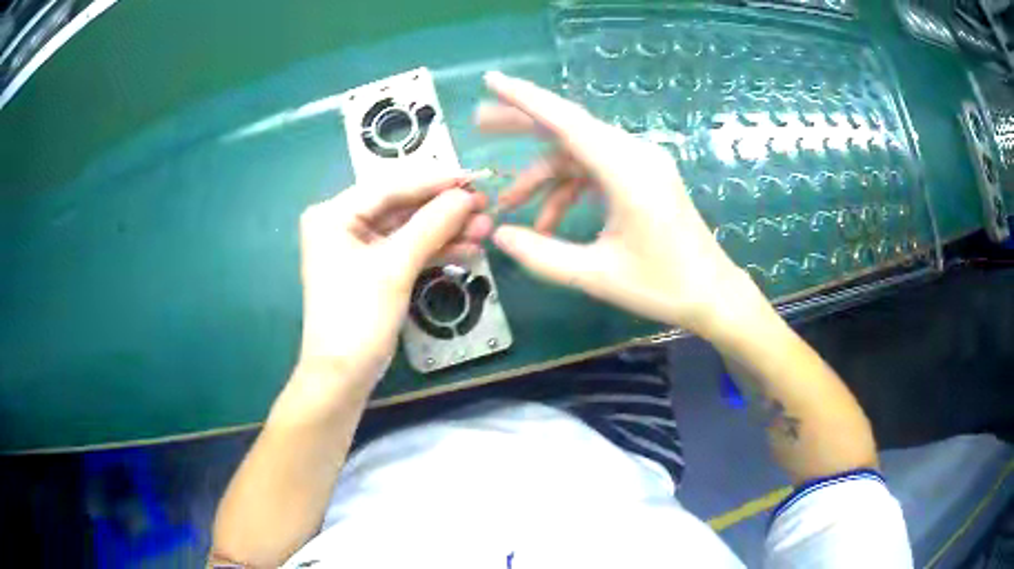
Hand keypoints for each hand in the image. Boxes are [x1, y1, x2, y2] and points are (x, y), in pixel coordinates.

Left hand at [297, 170, 491, 386]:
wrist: (342, 376)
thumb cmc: (358, 317)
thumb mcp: (395, 267)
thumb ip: (432, 225)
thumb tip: (467, 196)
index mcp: (333, 214)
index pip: (390, 187)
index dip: (434, 182)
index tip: (474, 178)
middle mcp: (342, 224)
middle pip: (400, 207)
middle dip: (444, 210)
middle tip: (485, 206)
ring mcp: (356, 247)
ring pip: (407, 229)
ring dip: (445, 230)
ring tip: (485, 229)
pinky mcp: (371, 269)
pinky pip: (405, 250)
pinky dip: (433, 250)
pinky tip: (468, 248)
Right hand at [479, 71, 764, 338]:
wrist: (712, 293)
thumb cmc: (662, 286)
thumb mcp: (596, 275)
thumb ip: (542, 255)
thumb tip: (498, 235)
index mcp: (626, 171)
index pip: (566, 121)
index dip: (525, 98)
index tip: (491, 80)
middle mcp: (634, 155)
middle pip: (569, 128)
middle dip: (523, 126)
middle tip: (480, 124)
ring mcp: (640, 163)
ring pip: (578, 154)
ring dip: (543, 177)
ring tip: (508, 204)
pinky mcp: (643, 176)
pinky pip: (595, 171)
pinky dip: (569, 190)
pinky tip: (549, 222)